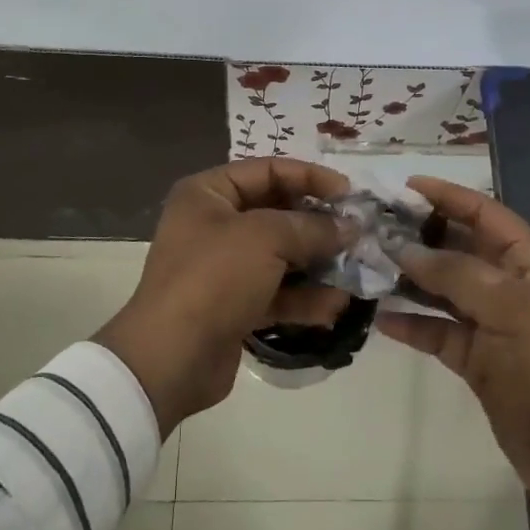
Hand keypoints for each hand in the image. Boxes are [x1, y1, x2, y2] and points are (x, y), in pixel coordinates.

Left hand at [95, 158, 352, 433]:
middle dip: (319, 226)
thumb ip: (311, 227)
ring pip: (282, 256)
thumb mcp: (266, 238)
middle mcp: (214, 224)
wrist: (171, 358)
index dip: (311, 177)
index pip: (268, 170)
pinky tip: (334, 307)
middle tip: (358, 235)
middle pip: (278, 213)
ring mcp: (224, 268)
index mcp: (208, 194)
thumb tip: (349, 228)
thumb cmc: (214, 278)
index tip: (350, 194)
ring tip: (354, 273)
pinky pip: (277, 293)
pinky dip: (304, 298)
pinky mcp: (234, 305)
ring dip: (318, 265)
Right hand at [380, 177, 529, 529]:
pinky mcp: (478, 360)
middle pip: (459, 249)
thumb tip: (404, 250)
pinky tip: (380, 318)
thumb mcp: (511, 309)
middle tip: (371, 230)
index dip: (448, 196)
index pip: (485, 214)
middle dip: (419, 237)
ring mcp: (493, 324)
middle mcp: (511, 286)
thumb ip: (456, 274)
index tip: (403, 187)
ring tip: (367, 268)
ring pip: (444, 290)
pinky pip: (439, 331)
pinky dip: (413, 324)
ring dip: (410, 280)